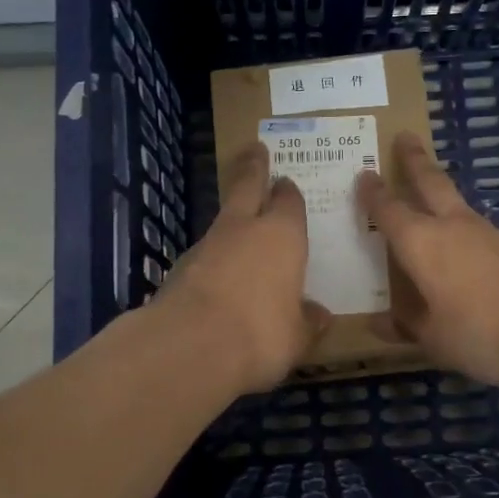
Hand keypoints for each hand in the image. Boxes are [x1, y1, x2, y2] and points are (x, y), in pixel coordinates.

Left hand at [157, 142, 330, 392]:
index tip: (287, 183)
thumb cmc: (261, 333)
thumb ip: (307, 322)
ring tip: (239, 226)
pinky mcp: (179, 268)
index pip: (289, 202)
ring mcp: (207, 245)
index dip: (289, 193)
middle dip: (253, 168)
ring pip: (222, 221)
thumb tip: (319, 316)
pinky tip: (218, 276)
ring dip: (231, 218)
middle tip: (255, 150)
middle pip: (247, 187)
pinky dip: (212, 258)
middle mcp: (244, 229)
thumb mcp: (297, 336)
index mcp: (283, 236)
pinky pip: (204, 254)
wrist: (190, 346)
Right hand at [357, 133, 498, 387]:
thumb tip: (378, 324)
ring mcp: (490, 234)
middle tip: (405, 136)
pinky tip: (468, 248)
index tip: (364, 175)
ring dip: (442, 193)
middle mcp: (453, 227)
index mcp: (421, 243)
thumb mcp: (435, 339)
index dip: (374, 194)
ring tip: (433, 195)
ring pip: (458, 204)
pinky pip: (480, 232)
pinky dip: (466, 230)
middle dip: (415, 160)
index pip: (390, 210)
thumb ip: (407, 327)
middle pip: (431, 182)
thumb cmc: (481, 330)